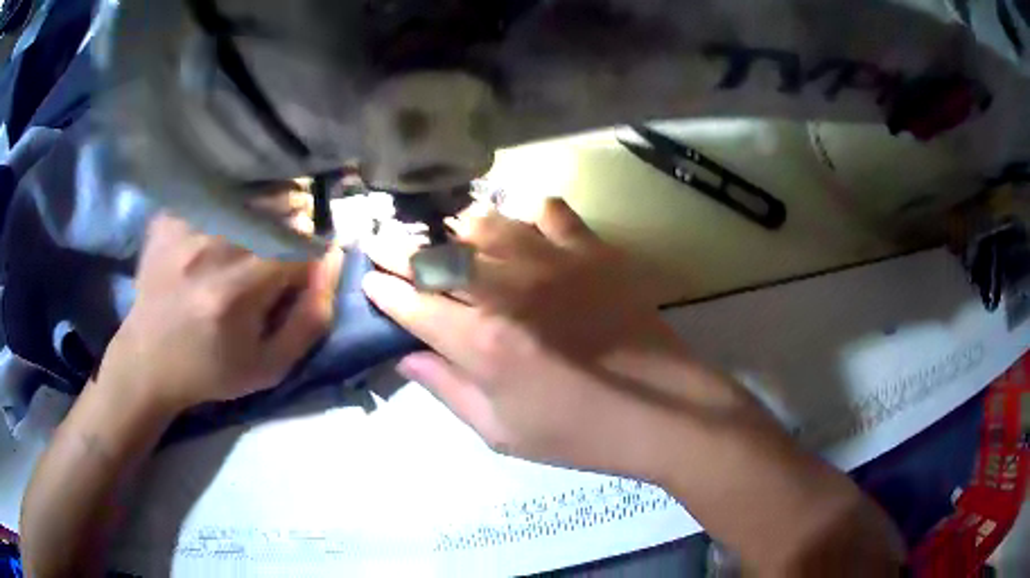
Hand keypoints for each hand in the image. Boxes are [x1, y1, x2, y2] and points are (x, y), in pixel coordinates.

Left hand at [101, 209, 339, 413]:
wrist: (148, 361)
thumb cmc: (212, 370)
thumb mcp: (271, 366)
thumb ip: (311, 318)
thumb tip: (332, 259)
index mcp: (238, 292)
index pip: (301, 244)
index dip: (312, 253)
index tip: (304, 270)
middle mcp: (211, 250)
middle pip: (277, 209)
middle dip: (292, 226)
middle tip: (280, 250)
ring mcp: (185, 229)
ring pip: (250, 194)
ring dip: (265, 210)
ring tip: (255, 235)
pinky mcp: (169, 218)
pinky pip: (216, 193)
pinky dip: (232, 204)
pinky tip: (224, 226)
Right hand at [363, 198, 767, 479]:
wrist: (661, 408)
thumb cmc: (578, 433)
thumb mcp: (501, 433)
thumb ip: (447, 390)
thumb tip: (405, 357)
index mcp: (480, 343)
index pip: (410, 303)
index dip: (382, 289)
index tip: (368, 279)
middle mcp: (506, 291)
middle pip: (437, 256)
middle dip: (401, 249)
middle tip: (385, 244)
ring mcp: (551, 262)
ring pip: (485, 223)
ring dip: (459, 229)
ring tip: (452, 239)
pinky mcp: (591, 250)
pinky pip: (549, 211)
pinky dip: (528, 215)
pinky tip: (525, 230)